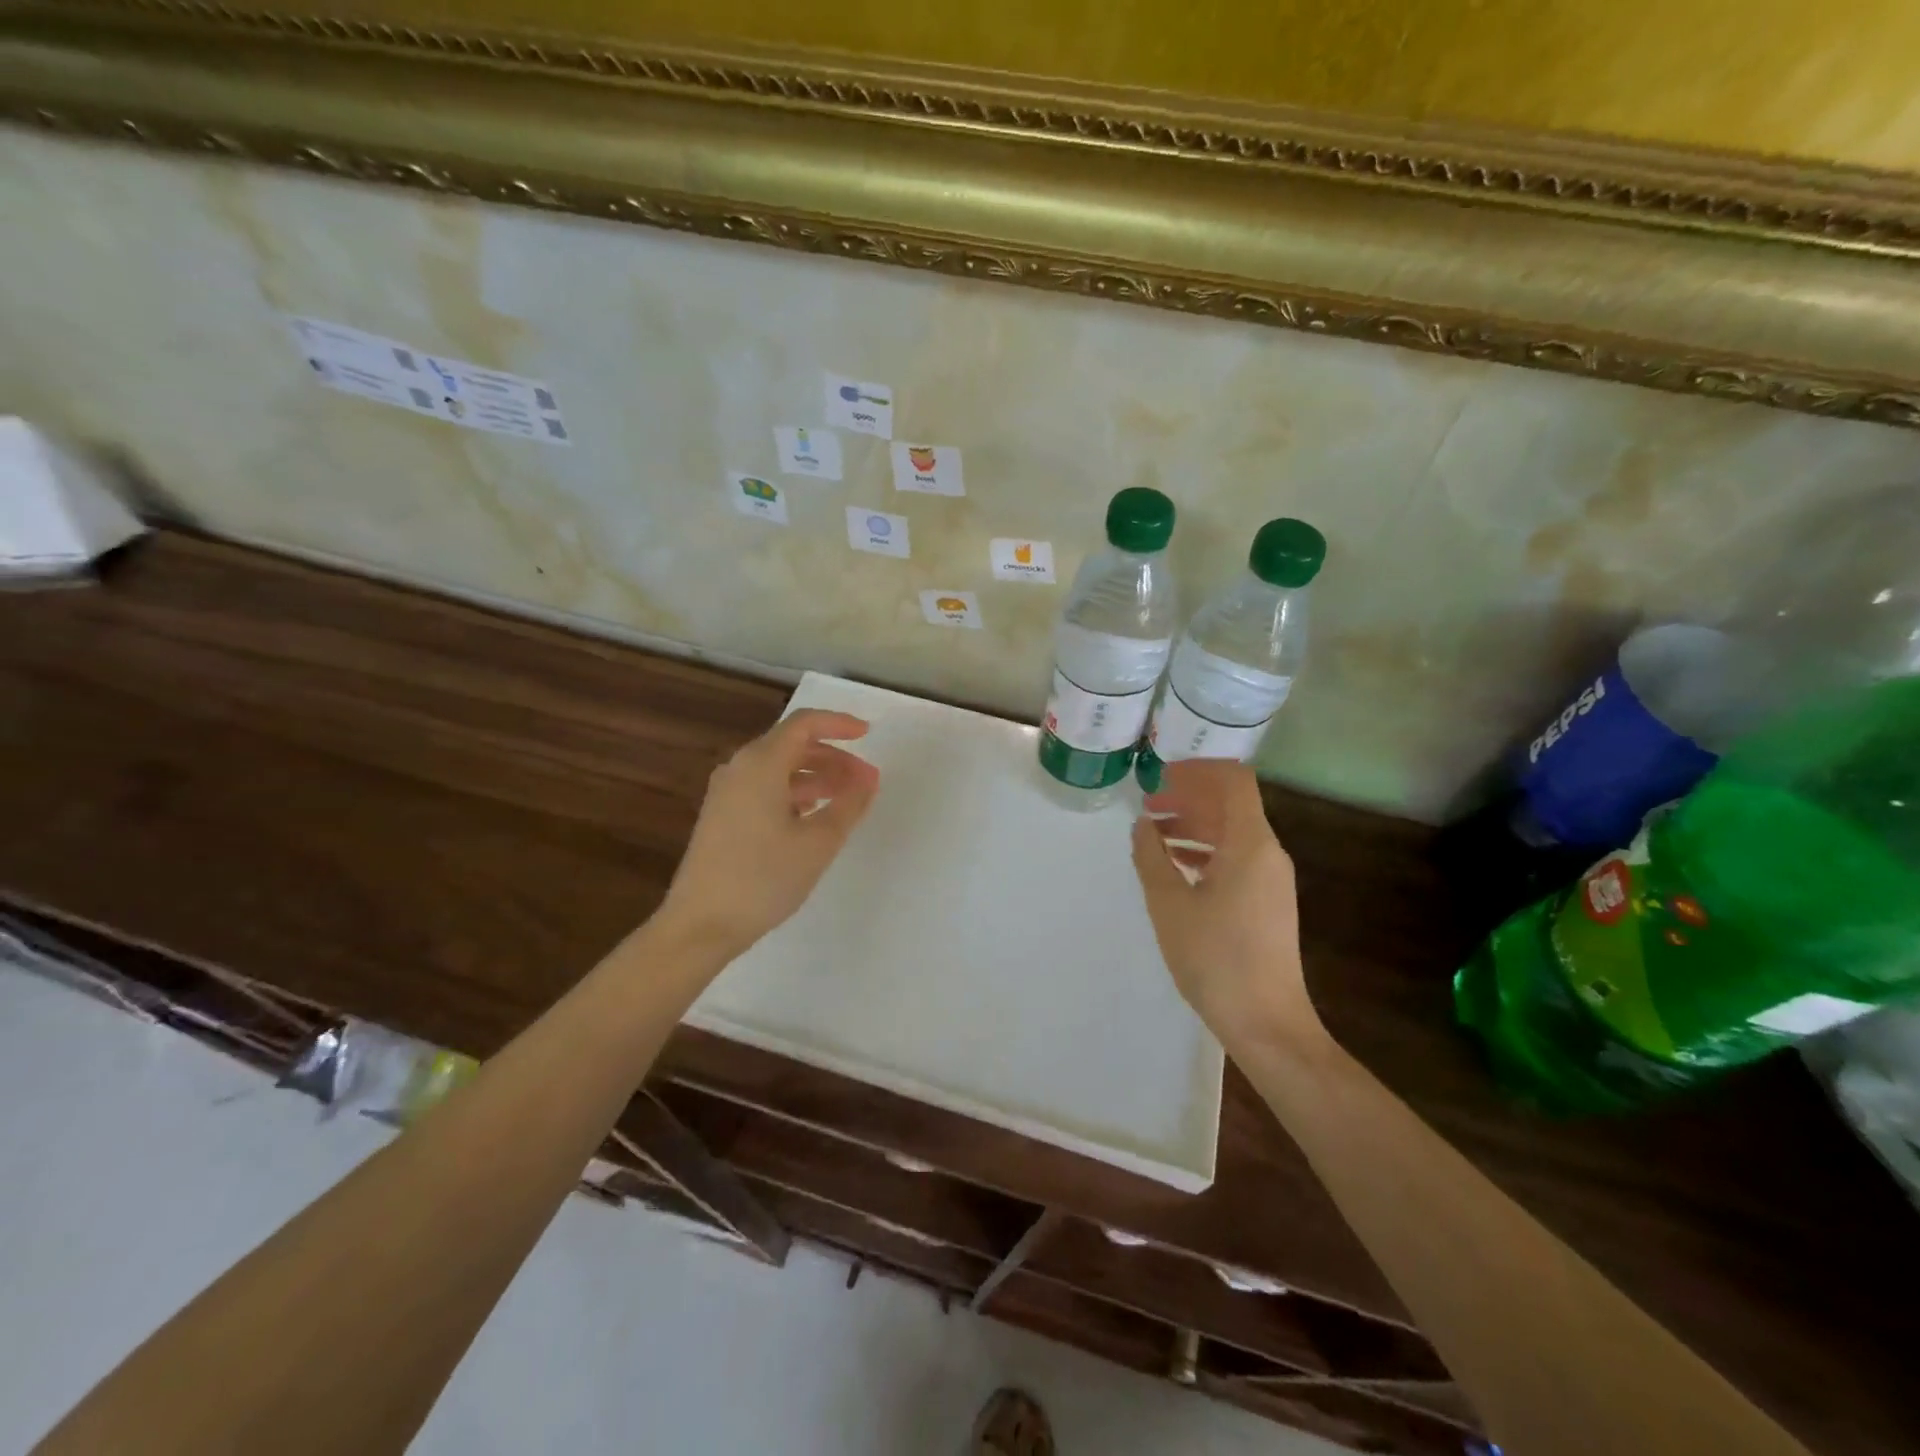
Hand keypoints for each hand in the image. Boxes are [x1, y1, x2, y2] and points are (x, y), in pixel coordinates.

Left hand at [659, 710, 880, 959]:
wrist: (701, 925)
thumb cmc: (763, 878)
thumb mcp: (818, 842)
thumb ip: (849, 805)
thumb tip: (867, 780)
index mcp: (761, 764)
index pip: (804, 724)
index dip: (839, 724)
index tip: (868, 734)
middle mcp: (740, 768)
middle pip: (792, 745)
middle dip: (834, 757)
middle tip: (866, 781)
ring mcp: (727, 792)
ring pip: (780, 769)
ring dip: (817, 777)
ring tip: (848, 800)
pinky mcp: (722, 815)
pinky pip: (766, 788)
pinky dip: (796, 792)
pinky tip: (814, 816)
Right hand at [1130, 759, 1318, 1051]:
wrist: (1266, 1022)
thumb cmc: (1215, 958)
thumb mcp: (1169, 904)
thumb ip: (1151, 857)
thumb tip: (1143, 825)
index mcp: (1250, 844)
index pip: (1233, 781)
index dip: (1196, 770)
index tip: (1159, 776)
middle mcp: (1267, 852)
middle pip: (1230, 804)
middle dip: (1187, 797)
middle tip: (1146, 804)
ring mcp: (1270, 878)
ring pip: (1231, 832)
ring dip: (1193, 824)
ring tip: (1152, 833)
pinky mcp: (1266, 900)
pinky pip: (1235, 857)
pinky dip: (1204, 850)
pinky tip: (1173, 864)